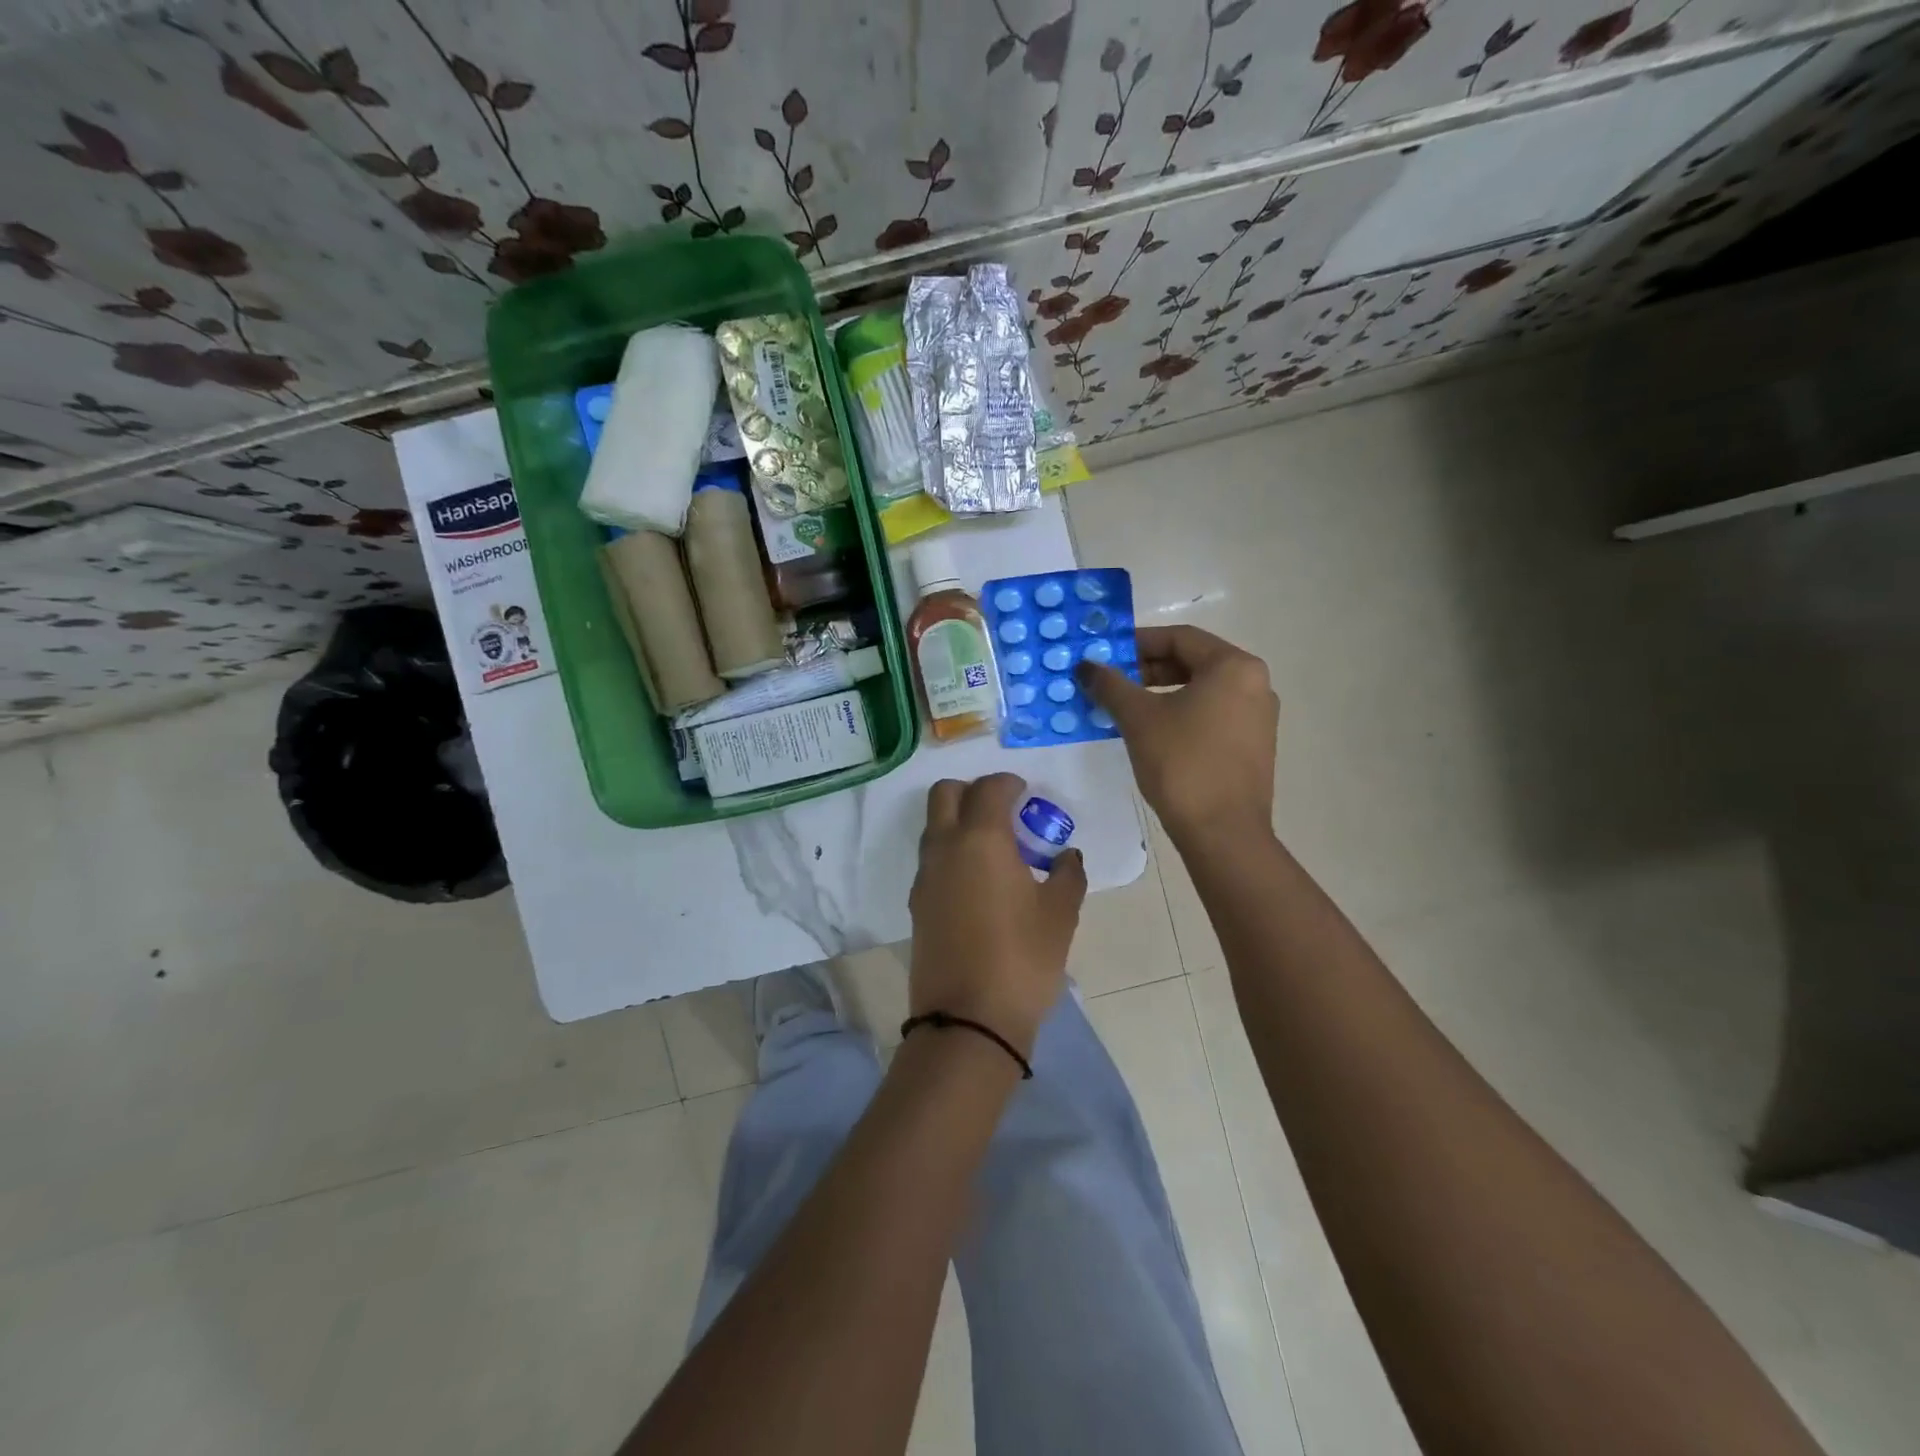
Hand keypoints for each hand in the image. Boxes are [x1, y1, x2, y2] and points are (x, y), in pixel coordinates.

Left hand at [908, 773, 1086, 1054]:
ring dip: (959, 821)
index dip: (1008, 783)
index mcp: (980, 839)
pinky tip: (980, 881)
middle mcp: (944, 848)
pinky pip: (932, 859)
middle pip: (944, 794)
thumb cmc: (1023, 959)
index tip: (1025, 792)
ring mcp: (925, 877)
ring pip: (934, 826)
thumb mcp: (1060, 914)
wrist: (968, 1019)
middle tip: (1003, 810)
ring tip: (996, 849)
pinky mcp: (917, 904)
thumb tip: (1066, 856)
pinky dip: (952, 852)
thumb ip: (1067, 874)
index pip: (988, 788)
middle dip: (972, 790)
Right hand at [1078, 625, 1278, 848]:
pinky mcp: (1253, 745)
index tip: (1104, 655)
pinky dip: (1180, 714)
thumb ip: (1110, 685)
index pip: (1178, 637)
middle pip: (1192, 661)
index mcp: (1234, 666)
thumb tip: (1085, 666)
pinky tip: (1151, 732)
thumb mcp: (1138, 718)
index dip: (1136, 642)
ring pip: (1201, 690)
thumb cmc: (1182, 764)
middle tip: (1110, 682)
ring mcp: (1258, 716)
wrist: (1223, 833)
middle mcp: (1255, 683)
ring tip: (1124, 707)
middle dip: (1146, 669)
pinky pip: (1212, 714)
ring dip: (1160, 692)